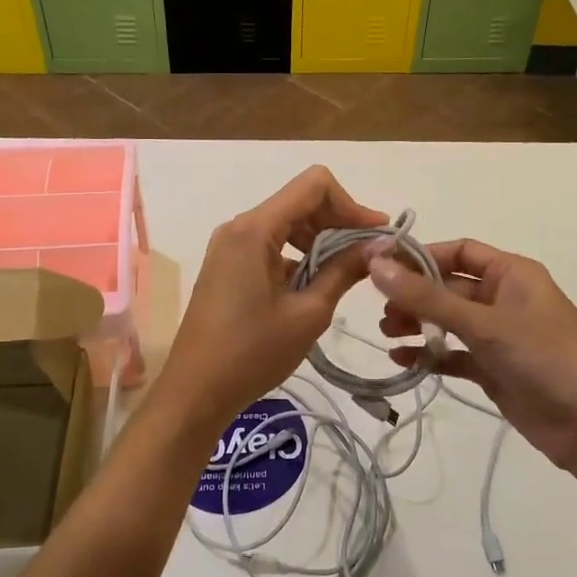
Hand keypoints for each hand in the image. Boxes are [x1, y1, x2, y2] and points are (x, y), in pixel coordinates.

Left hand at [154, 167, 387, 435]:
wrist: (195, 392)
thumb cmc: (252, 353)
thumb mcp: (308, 313)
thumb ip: (344, 271)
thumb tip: (380, 245)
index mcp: (255, 229)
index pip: (314, 185)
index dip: (352, 204)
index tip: (377, 235)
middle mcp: (239, 227)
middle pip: (300, 201)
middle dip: (339, 222)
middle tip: (371, 255)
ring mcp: (230, 246)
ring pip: (286, 222)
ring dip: (321, 239)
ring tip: (348, 271)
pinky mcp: (228, 265)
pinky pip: (271, 244)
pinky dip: (299, 255)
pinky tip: (317, 284)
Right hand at [370, 239, 576, 477]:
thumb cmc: (546, 357)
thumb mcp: (484, 323)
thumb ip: (427, 298)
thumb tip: (375, 264)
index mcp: (512, 273)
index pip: (458, 252)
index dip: (420, 256)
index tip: (379, 266)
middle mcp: (505, 299)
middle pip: (449, 287)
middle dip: (414, 295)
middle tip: (379, 310)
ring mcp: (500, 336)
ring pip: (449, 322)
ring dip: (419, 324)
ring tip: (386, 333)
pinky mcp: (496, 370)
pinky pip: (455, 355)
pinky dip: (431, 356)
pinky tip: (402, 361)